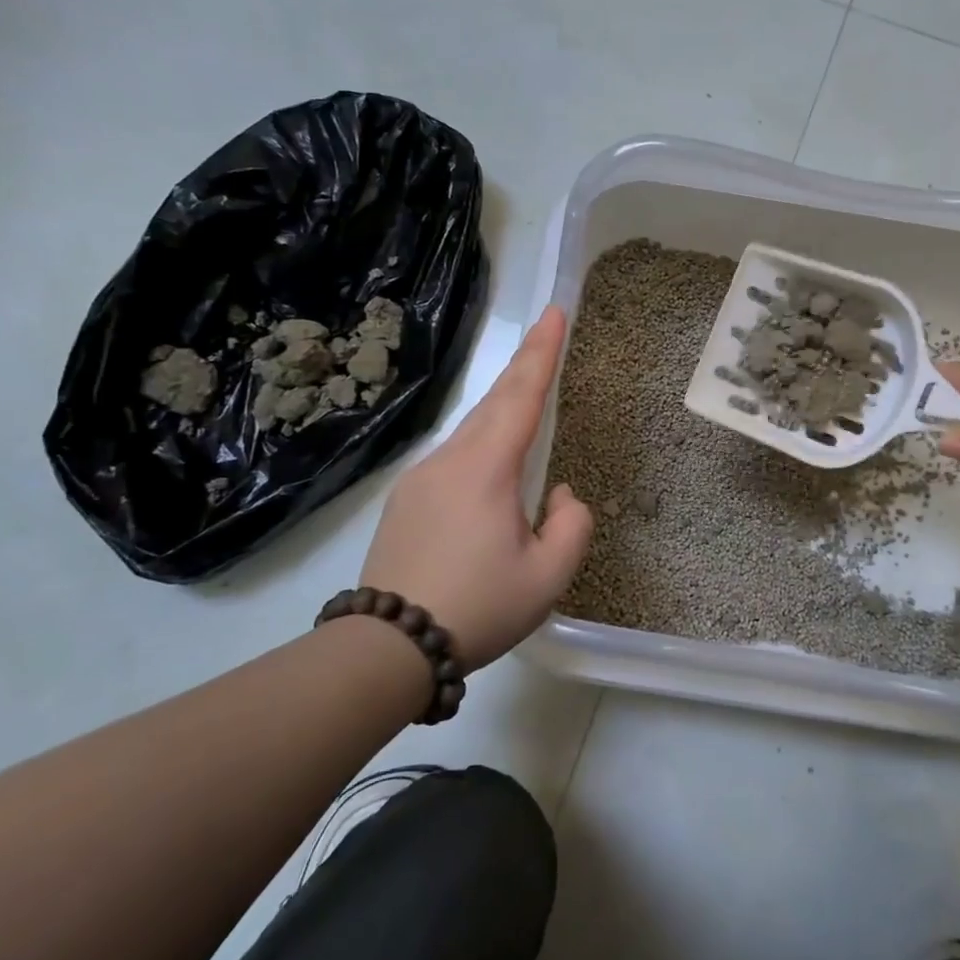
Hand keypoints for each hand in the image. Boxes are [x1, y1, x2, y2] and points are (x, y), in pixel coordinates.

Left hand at [360, 308, 592, 671]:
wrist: (388, 646)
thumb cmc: (478, 607)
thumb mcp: (548, 576)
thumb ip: (571, 525)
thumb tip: (557, 494)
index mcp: (485, 469)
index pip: (521, 396)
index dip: (542, 352)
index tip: (555, 312)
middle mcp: (449, 460)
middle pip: (493, 402)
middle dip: (524, 366)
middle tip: (548, 334)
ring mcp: (420, 478)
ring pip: (471, 431)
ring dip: (503, 408)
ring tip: (527, 398)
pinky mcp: (405, 501)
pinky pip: (454, 458)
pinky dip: (482, 445)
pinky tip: (491, 471)